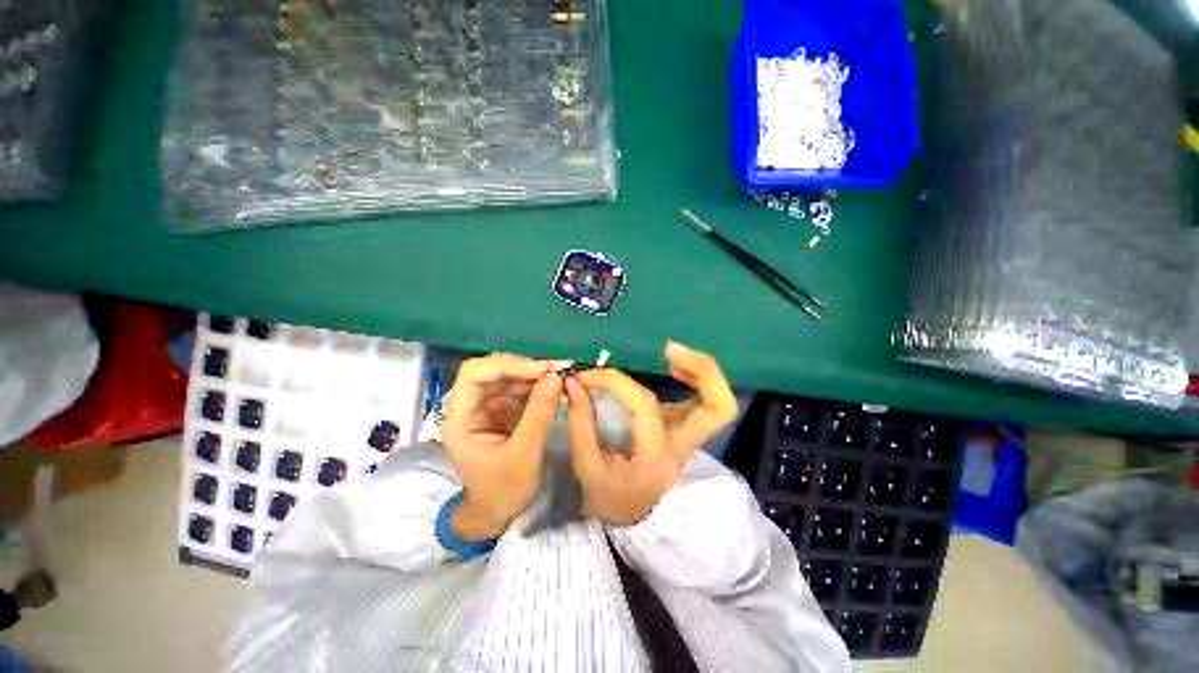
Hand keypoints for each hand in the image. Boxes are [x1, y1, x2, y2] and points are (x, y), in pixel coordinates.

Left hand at [442, 354, 564, 540]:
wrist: (499, 511)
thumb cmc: (504, 490)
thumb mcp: (523, 455)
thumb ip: (538, 415)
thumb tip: (556, 377)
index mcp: (460, 418)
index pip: (475, 374)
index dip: (507, 365)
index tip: (541, 370)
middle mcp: (471, 405)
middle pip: (494, 369)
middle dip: (526, 366)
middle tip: (558, 367)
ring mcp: (489, 405)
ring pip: (511, 375)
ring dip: (536, 372)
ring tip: (563, 372)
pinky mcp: (505, 408)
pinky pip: (522, 387)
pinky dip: (540, 383)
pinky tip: (558, 384)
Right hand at [565, 342, 737, 525]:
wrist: (636, 518)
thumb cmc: (611, 497)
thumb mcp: (588, 467)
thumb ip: (581, 422)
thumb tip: (574, 382)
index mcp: (656, 455)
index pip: (643, 404)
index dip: (614, 381)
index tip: (588, 375)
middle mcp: (683, 443)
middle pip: (720, 406)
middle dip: (702, 371)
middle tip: (669, 350)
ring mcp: (691, 434)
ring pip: (720, 401)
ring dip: (702, 370)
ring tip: (671, 352)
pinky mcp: (687, 427)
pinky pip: (705, 398)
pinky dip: (695, 376)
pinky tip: (673, 365)